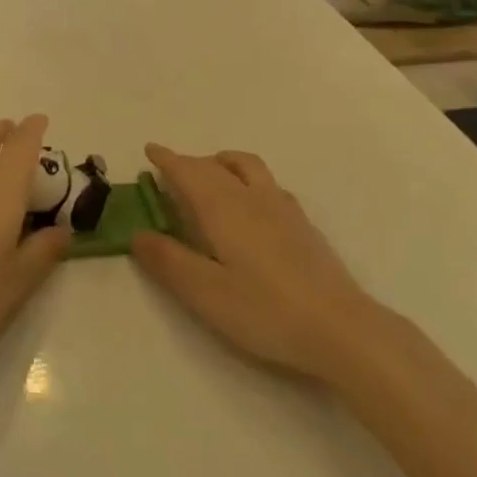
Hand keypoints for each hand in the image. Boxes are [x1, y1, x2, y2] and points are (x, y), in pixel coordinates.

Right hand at [131, 146, 382, 382]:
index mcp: (223, 208)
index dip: (168, 159)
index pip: (189, 172)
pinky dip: (247, 178)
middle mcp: (252, 196)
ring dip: (222, 162)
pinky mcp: (303, 224)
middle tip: (172, 169)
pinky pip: (267, 183)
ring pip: (247, 166)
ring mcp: (282, 207)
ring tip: (211, 176)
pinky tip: (251, 204)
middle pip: (216, 165)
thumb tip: (138, 233)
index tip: (150, 149)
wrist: (339, 327)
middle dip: (191, 162)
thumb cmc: (265, 311)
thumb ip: (169, 261)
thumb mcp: (205, 293)